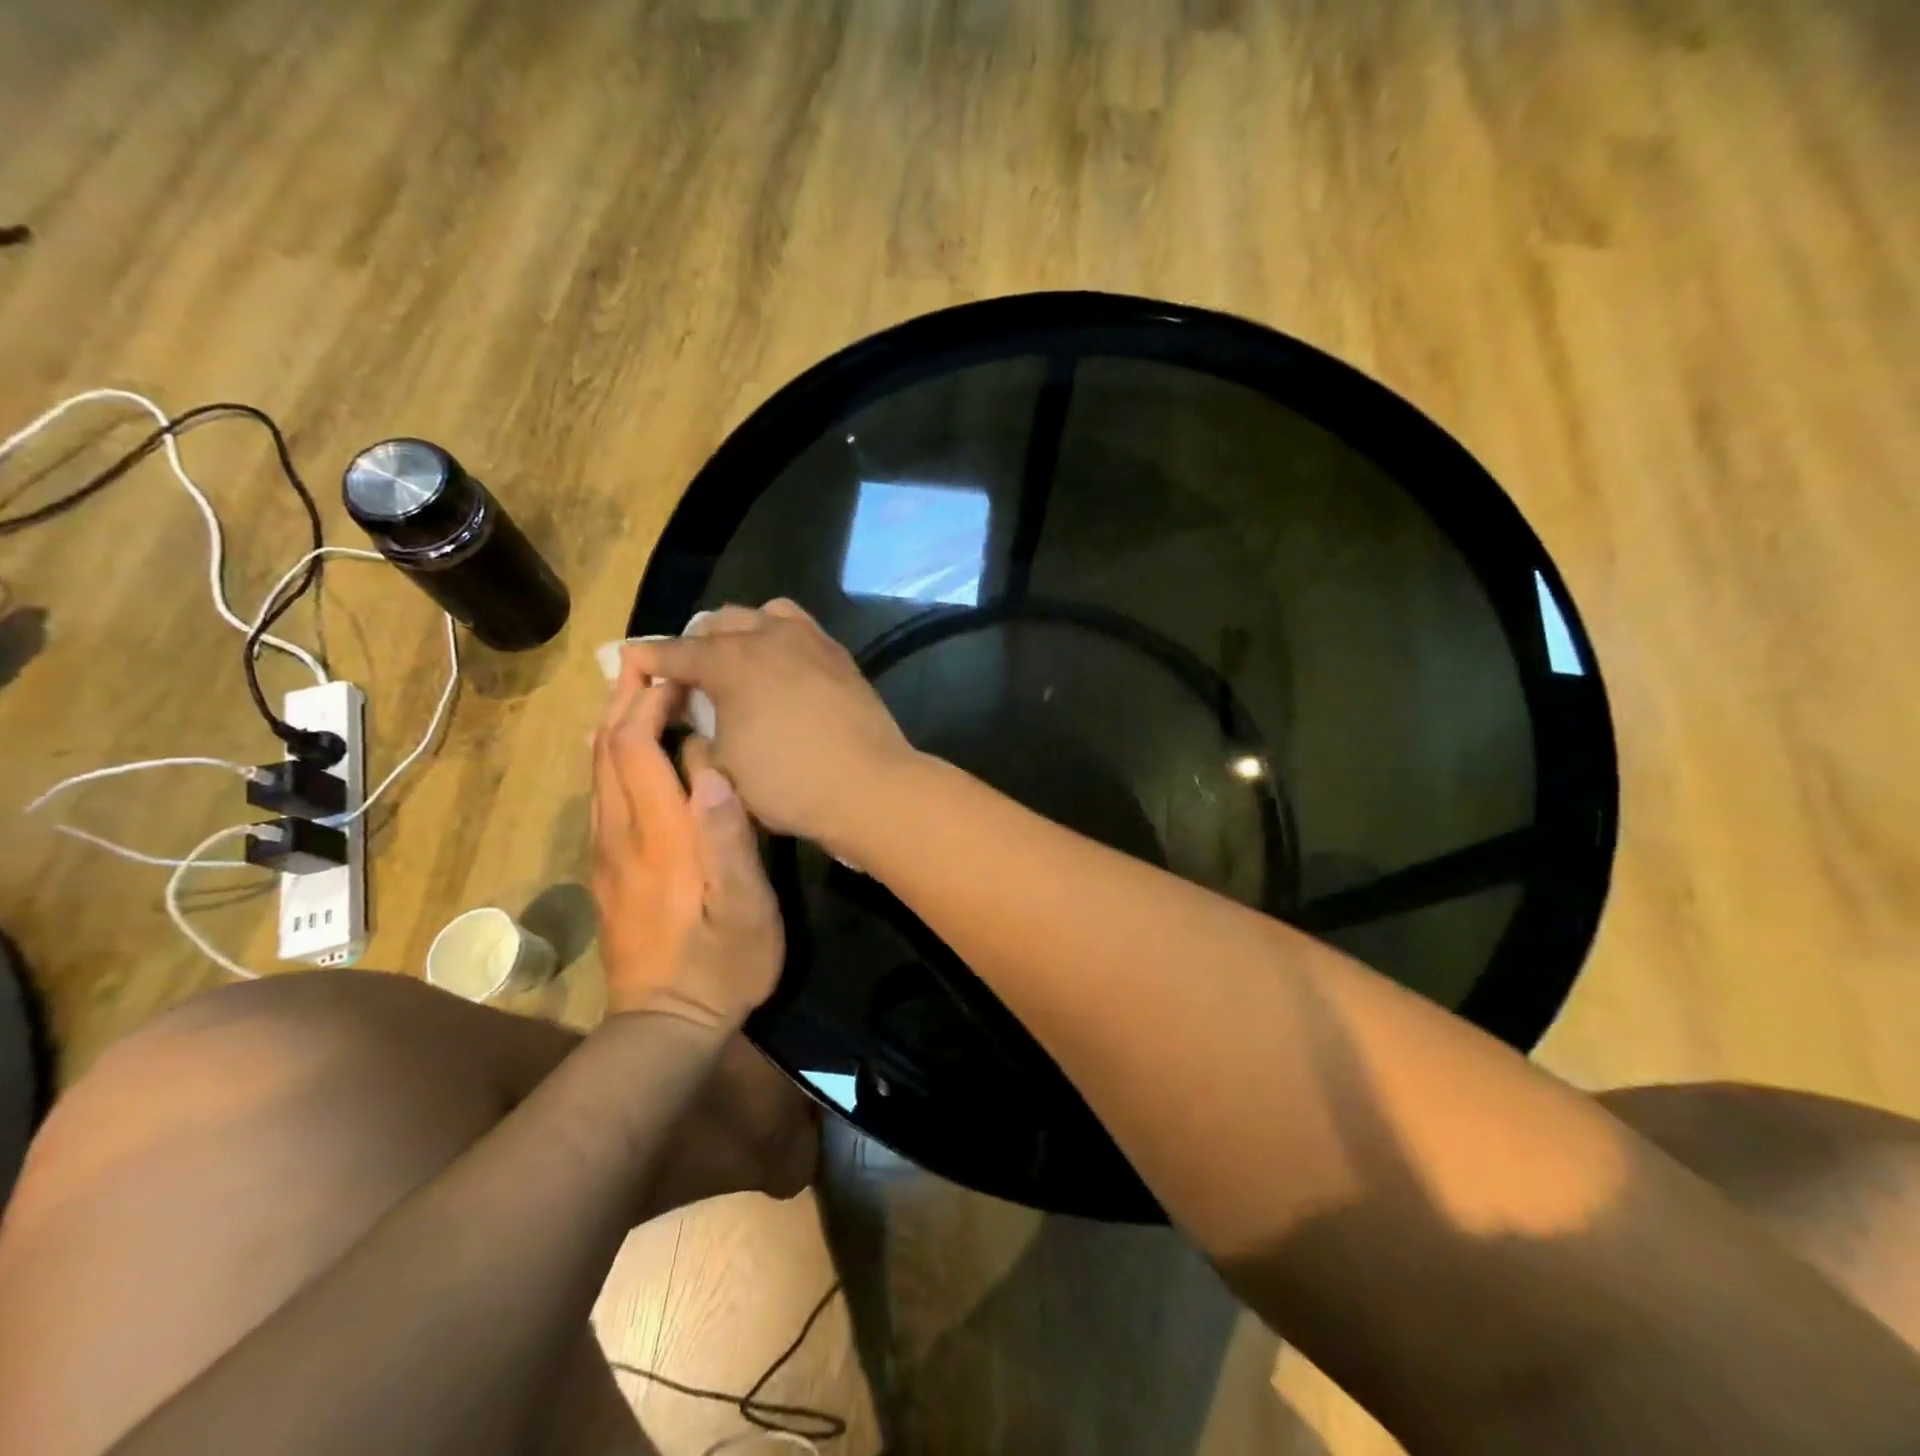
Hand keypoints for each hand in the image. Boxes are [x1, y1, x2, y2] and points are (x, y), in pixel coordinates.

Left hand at [590, 651, 781, 1028]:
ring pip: (597, 771)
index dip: (650, 704)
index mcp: (660, 836)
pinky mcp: (607, 870)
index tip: (679, 674)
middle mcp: (621, 834)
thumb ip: (731, 841)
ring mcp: (607, 853)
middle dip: (624, 700)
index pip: (636, 749)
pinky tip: (625, 750)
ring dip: (614, 724)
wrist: (664, 1026)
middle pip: (607, 751)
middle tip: (650, 662)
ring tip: (639, 691)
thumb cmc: (722, 965)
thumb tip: (716, 772)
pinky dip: (610, 757)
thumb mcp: (747, 911)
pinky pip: (600, 796)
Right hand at [622, 600, 914, 855]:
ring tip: (736, 663)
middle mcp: (767, 635)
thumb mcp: (722, 765)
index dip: (646, 659)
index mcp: (729, 660)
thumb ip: (698, 731)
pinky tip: (780, 668)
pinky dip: (778, 639)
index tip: (627, 661)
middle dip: (694, 645)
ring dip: (740, 633)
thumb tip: (694, 717)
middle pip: (717, 623)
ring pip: (762, 615)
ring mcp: (809, 639)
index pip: (674, 652)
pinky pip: (799, 630)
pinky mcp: (839, 654)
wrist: (868, 786)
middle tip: (687, 677)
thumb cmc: (787, 782)